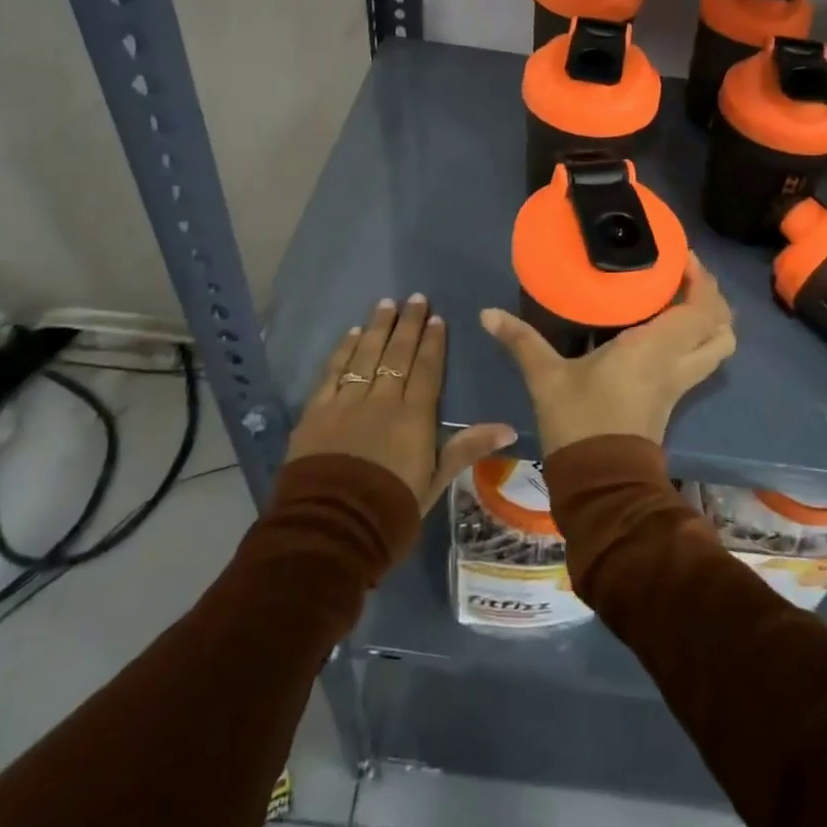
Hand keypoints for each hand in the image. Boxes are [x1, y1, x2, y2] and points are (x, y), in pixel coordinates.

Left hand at [288, 295, 515, 513]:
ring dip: (377, 328)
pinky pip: (333, 372)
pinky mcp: (316, 412)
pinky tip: (352, 334)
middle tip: (414, 298)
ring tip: (386, 303)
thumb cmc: (390, 510)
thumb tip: (509, 428)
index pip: (426, 370)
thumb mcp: (434, 483)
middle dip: (407, 324)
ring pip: (365, 355)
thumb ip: (467, 448)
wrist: (331, 529)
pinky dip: (344, 351)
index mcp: (413, 417)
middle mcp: (381, 400)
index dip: (432, 342)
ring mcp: (346, 403)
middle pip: (396, 354)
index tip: (436, 317)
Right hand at [480, 253, 734, 454]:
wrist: (600, 482)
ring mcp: (680, 383)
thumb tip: (487, 314)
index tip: (683, 257)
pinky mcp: (674, 398)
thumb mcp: (546, 377)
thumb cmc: (579, 421)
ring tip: (684, 299)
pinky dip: (698, 338)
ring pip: (719, 347)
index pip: (700, 308)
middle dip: (712, 296)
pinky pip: (702, 359)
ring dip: (712, 320)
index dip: (702, 280)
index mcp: (654, 348)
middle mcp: (677, 362)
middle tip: (685, 275)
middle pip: (722, 326)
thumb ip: (521, 340)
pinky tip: (668, 329)